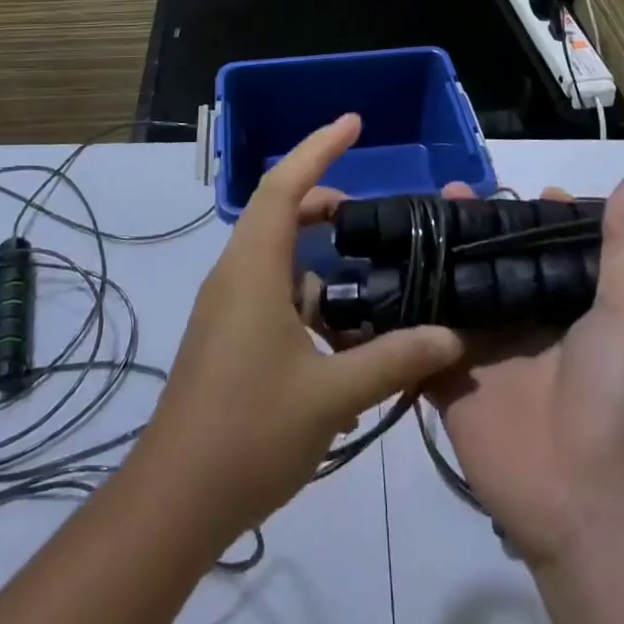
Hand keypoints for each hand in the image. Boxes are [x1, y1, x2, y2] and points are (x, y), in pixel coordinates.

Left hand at [136, 114, 463, 539]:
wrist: (174, 501)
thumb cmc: (249, 432)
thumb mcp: (332, 395)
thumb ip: (393, 360)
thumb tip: (450, 336)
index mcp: (253, 267)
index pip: (284, 183)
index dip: (320, 146)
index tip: (355, 122)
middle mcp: (235, 273)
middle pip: (278, 211)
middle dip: (324, 199)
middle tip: (372, 213)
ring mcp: (227, 305)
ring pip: (276, 253)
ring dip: (317, 251)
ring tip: (367, 272)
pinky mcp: (227, 335)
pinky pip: (270, 289)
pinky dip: (307, 292)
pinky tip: (343, 334)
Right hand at [428, 171, 623, 564]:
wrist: (591, 502)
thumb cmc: (622, 395)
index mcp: (570, 303)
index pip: (544, 245)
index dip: (529, 213)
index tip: (506, 184)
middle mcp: (526, 320)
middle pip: (491, 260)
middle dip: (471, 225)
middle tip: (444, 190)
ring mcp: (484, 349)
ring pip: (451, 288)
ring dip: (431, 253)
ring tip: (407, 215)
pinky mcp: (447, 378)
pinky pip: (416, 335)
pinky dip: (397, 307)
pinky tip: (371, 267)